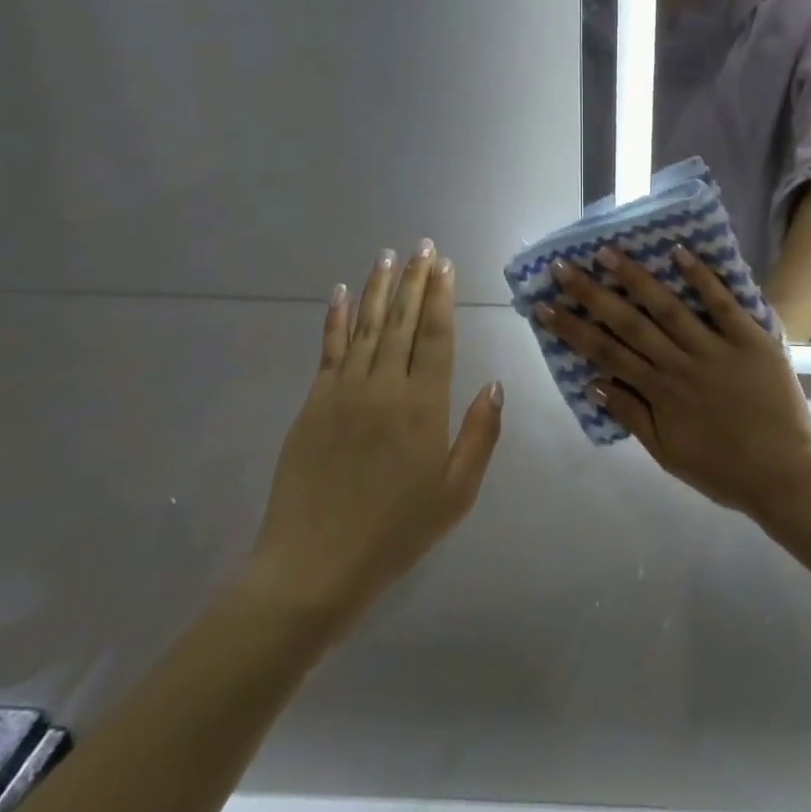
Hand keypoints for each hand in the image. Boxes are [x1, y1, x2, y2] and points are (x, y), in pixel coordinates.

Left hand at [242, 242, 503, 624]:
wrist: (314, 566)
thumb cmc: (396, 532)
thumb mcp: (457, 493)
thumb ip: (480, 435)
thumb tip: (496, 384)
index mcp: (424, 406)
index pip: (436, 336)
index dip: (441, 297)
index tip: (445, 265)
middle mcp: (385, 386)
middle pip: (402, 321)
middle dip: (414, 280)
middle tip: (422, 246)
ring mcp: (344, 391)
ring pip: (365, 326)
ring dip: (378, 288)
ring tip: (387, 256)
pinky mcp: (314, 403)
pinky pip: (328, 349)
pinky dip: (334, 318)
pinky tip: (338, 293)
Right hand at [539, 247, 810, 520]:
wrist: (785, 474)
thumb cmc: (723, 469)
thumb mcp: (668, 454)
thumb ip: (633, 417)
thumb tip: (595, 384)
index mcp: (659, 392)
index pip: (605, 353)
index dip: (572, 328)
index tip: (545, 305)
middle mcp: (679, 364)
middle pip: (628, 323)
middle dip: (592, 293)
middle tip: (563, 266)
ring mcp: (715, 348)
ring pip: (668, 307)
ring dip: (636, 278)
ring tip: (608, 252)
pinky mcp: (750, 339)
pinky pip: (722, 304)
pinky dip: (701, 277)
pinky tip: (678, 251)